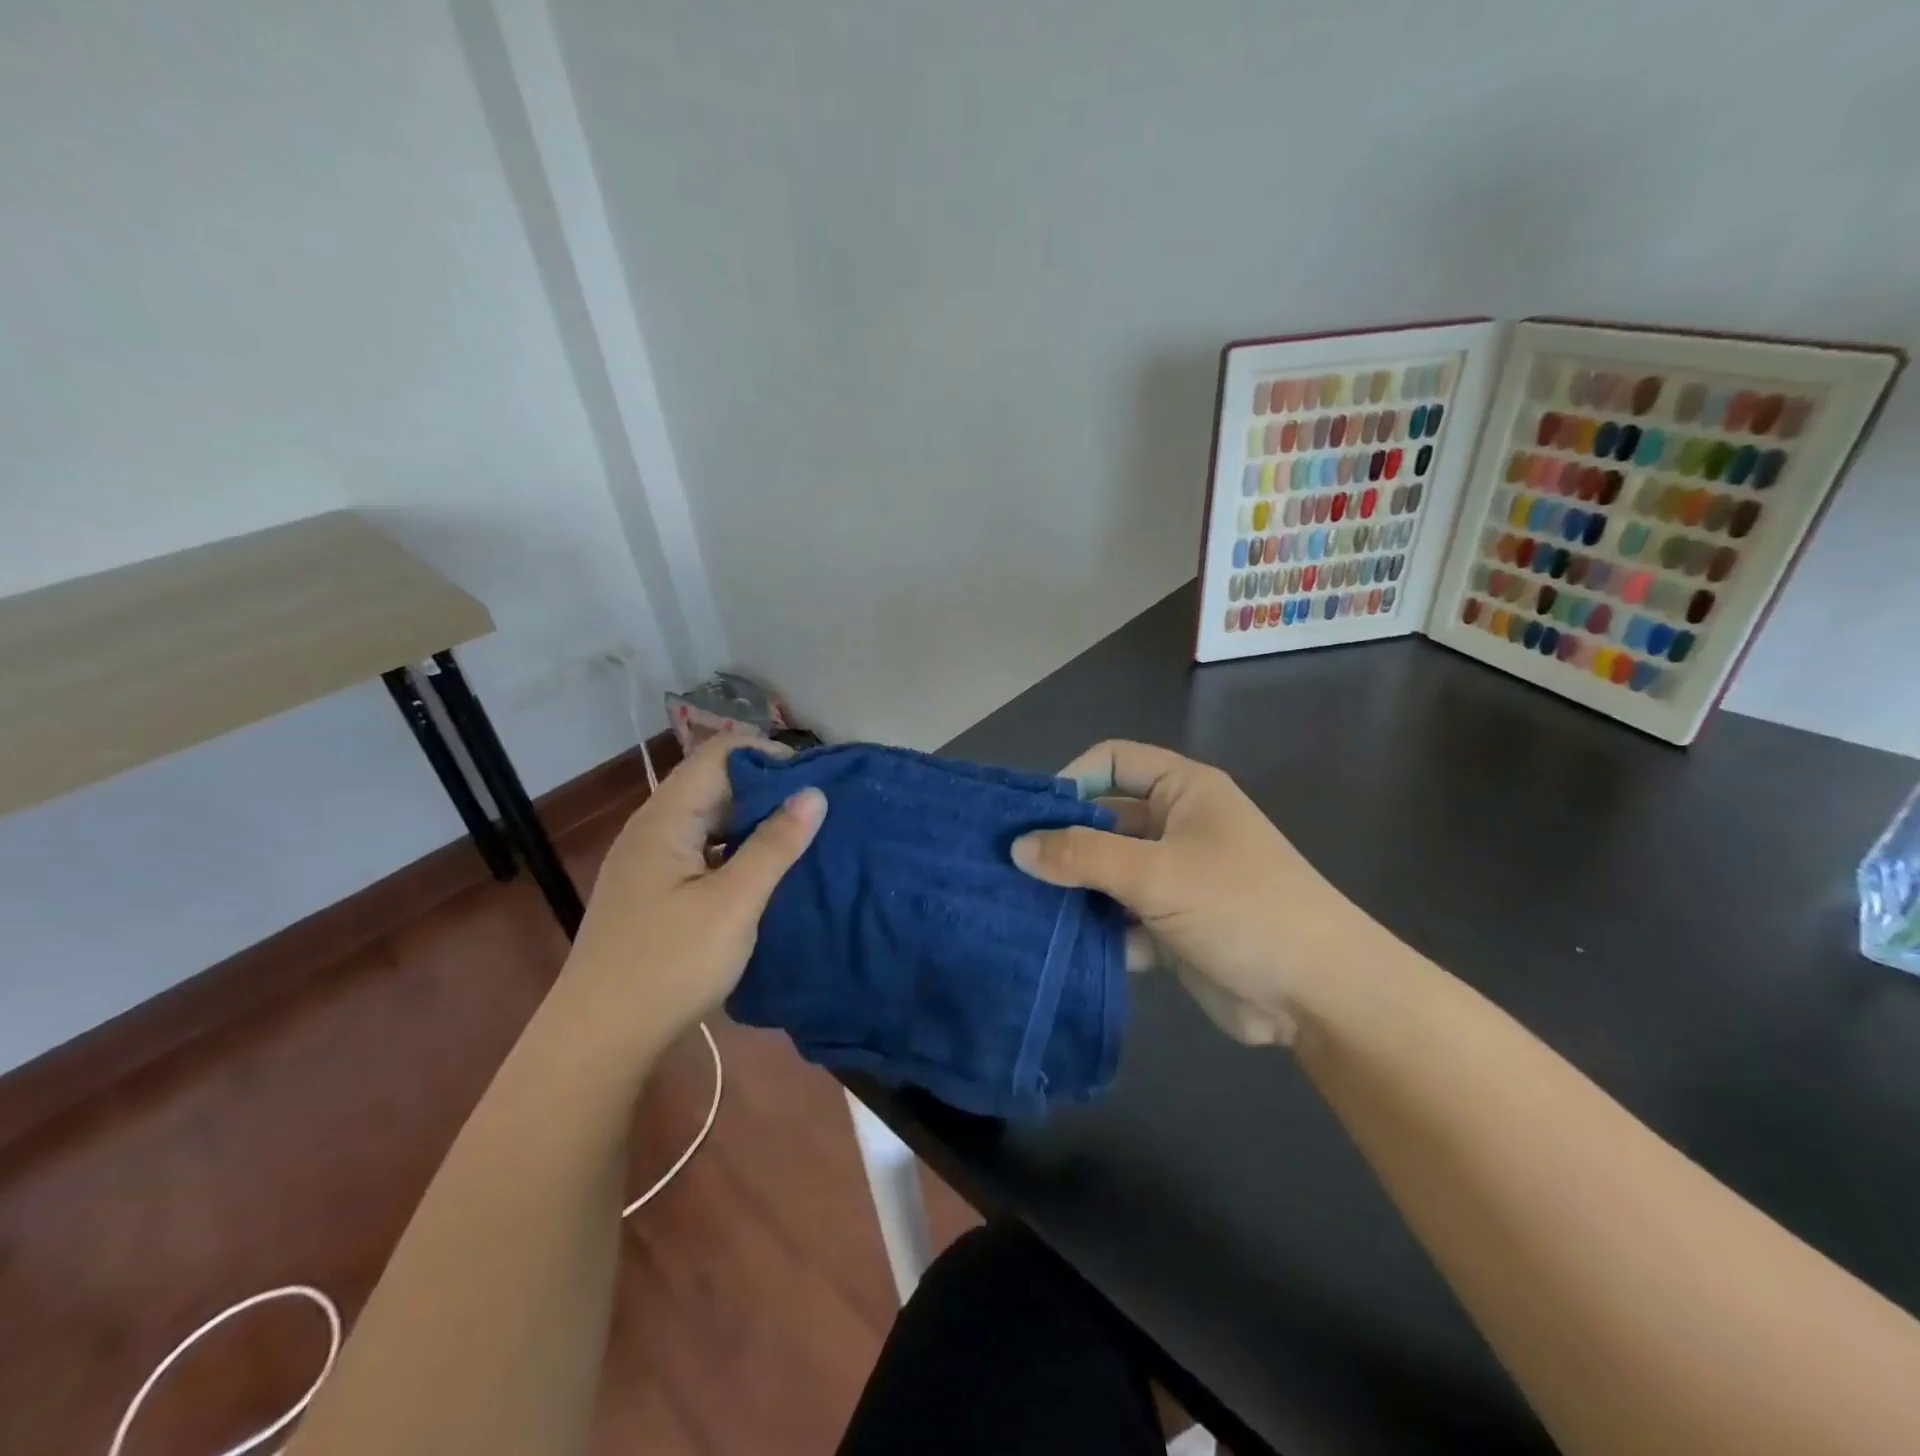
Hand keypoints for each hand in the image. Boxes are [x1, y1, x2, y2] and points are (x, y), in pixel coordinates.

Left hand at [556, 733, 825, 1061]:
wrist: (599, 1038)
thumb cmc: (670, 964)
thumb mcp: (734, 902)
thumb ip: (775, 844)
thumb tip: (813, 793)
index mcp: (666, 818)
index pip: (718, 753)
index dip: (767, 755)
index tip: (813, 778)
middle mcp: (652, 828)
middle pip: (712, 783)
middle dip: (766, 789)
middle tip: (816, 811)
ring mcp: (648, 861)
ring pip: (707, 820)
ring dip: (751, 822)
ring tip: (799, 840)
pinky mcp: (651, 891)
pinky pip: (700, 850)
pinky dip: (734, 851)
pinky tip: (762, 874)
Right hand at [1011, 740, 1377, 1046]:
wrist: (1319, 995)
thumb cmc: (1241, 907)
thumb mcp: (1157, 873)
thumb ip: (1083, 855)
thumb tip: (1018, 847)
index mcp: (1182, 791)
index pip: (1112, 761)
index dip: (1070, 780)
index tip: (1030, 818)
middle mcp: (1176, 826)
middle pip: (1103, 820)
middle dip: (1062, 843)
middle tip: (1010, 868)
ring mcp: (1174, 878)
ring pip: (1107, 873)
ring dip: (1073, 891)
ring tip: (1021, 908)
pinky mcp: (1171, 926)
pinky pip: (1120, 918)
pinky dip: (1096, 931)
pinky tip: (1060, 947)